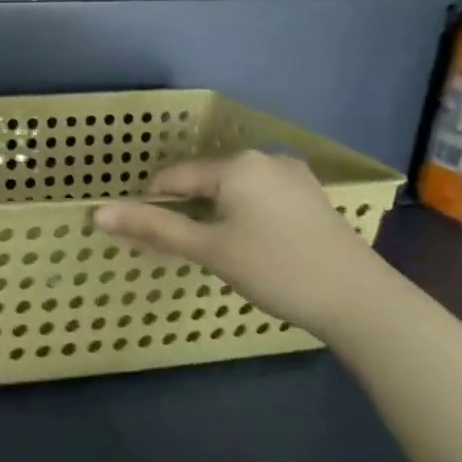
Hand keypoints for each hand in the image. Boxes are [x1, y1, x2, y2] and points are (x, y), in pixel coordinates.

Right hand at [94, 151, 391, 337]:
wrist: (365, 303)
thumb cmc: (278, 270)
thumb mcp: (209, 250)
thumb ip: (152, 228)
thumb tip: (97, 213)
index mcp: (236, 164)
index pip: (173, 178)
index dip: (154, 207)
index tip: (154, 241)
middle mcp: (263, 158)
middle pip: (202, 181)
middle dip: (186, 212)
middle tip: (190, 251)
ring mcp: (292, 176)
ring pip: (230, 190)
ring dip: (214, 215)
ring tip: (221, 252)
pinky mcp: (310, 196)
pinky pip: (257, 197)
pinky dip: (242, 216)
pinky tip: (253, 246)